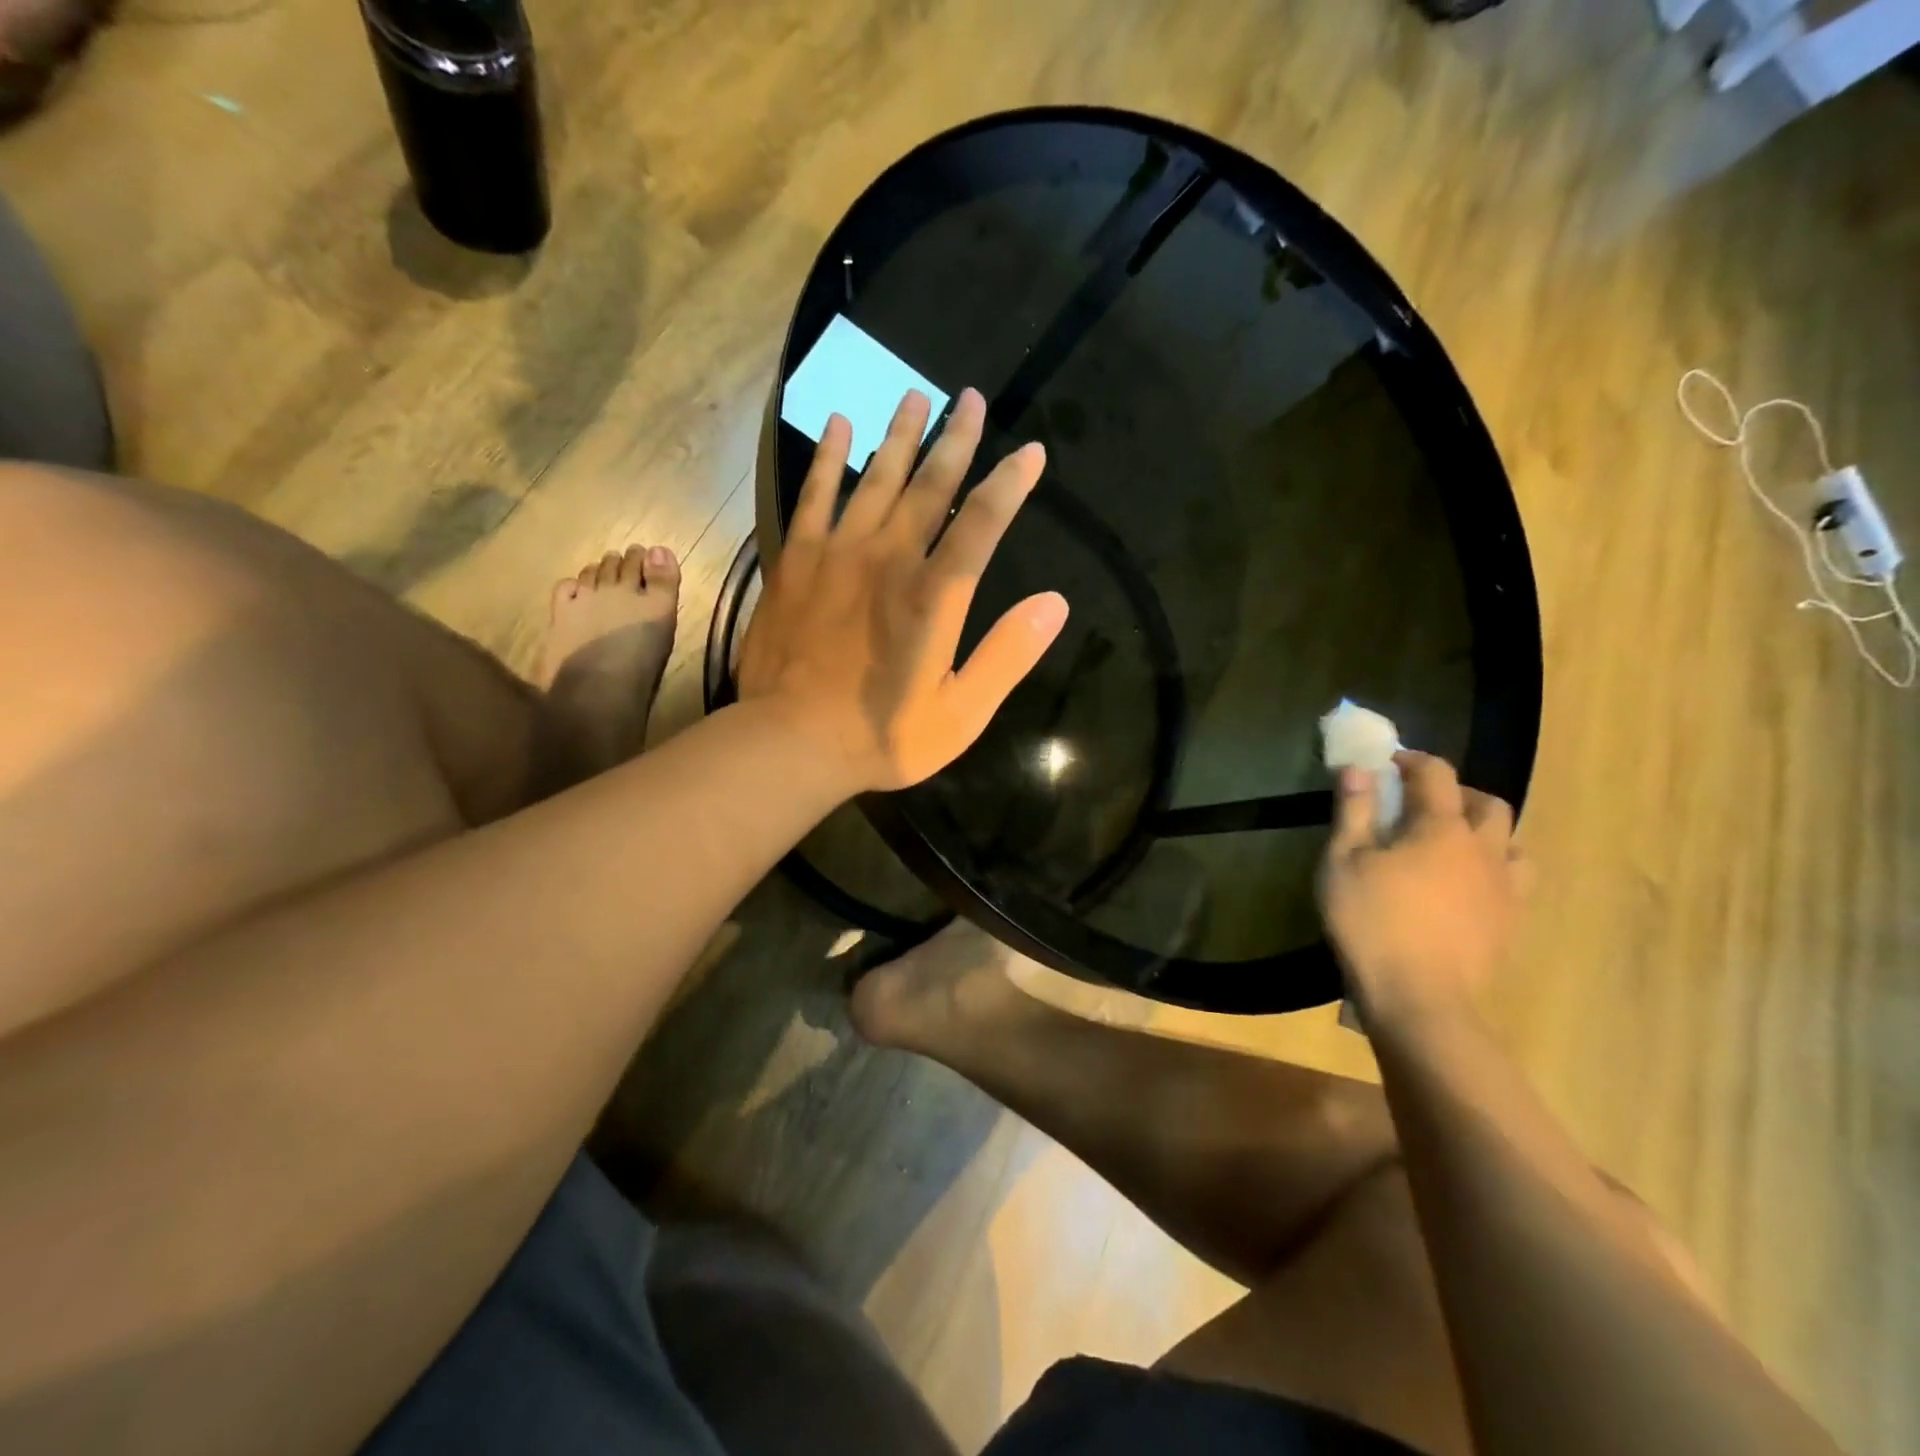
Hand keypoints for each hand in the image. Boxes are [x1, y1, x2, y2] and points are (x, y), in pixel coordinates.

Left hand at [736, 387, 1069, 792]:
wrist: (791, 742)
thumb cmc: (883, 736)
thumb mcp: (962, 713)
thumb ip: (1008, 656)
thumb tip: (1054, 603)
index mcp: (934, 595)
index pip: (982, 522)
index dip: (1010, 484)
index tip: (1031, 453)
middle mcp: (889, 558)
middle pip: (929, 485)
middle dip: (955, 439)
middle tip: (970, 398)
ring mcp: (838, 554)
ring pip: (875, 479)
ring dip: (898, 436)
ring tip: (914, 395)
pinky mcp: (797, 561)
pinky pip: (815, 496)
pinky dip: (829, 460)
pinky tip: (839, 427)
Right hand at [1320, 751, 1527, 1027]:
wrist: (1420, 999)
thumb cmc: (1371, 922)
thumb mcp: (1343, 862)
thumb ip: (1354, 811)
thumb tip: (1359, 768)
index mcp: (1441, 828)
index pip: (1436, 775)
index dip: (1413, 761)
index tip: (1389, 764)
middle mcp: (1484, 850)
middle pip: (1487, 804)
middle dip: (1457, 793)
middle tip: (1422, 803)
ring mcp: (1505, 888)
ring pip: (1512, 842)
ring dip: (1485, 831)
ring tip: (1453, 843)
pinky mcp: (1511, 923)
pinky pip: (1515, 880)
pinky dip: (1493, 867)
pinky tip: (1466, 885)